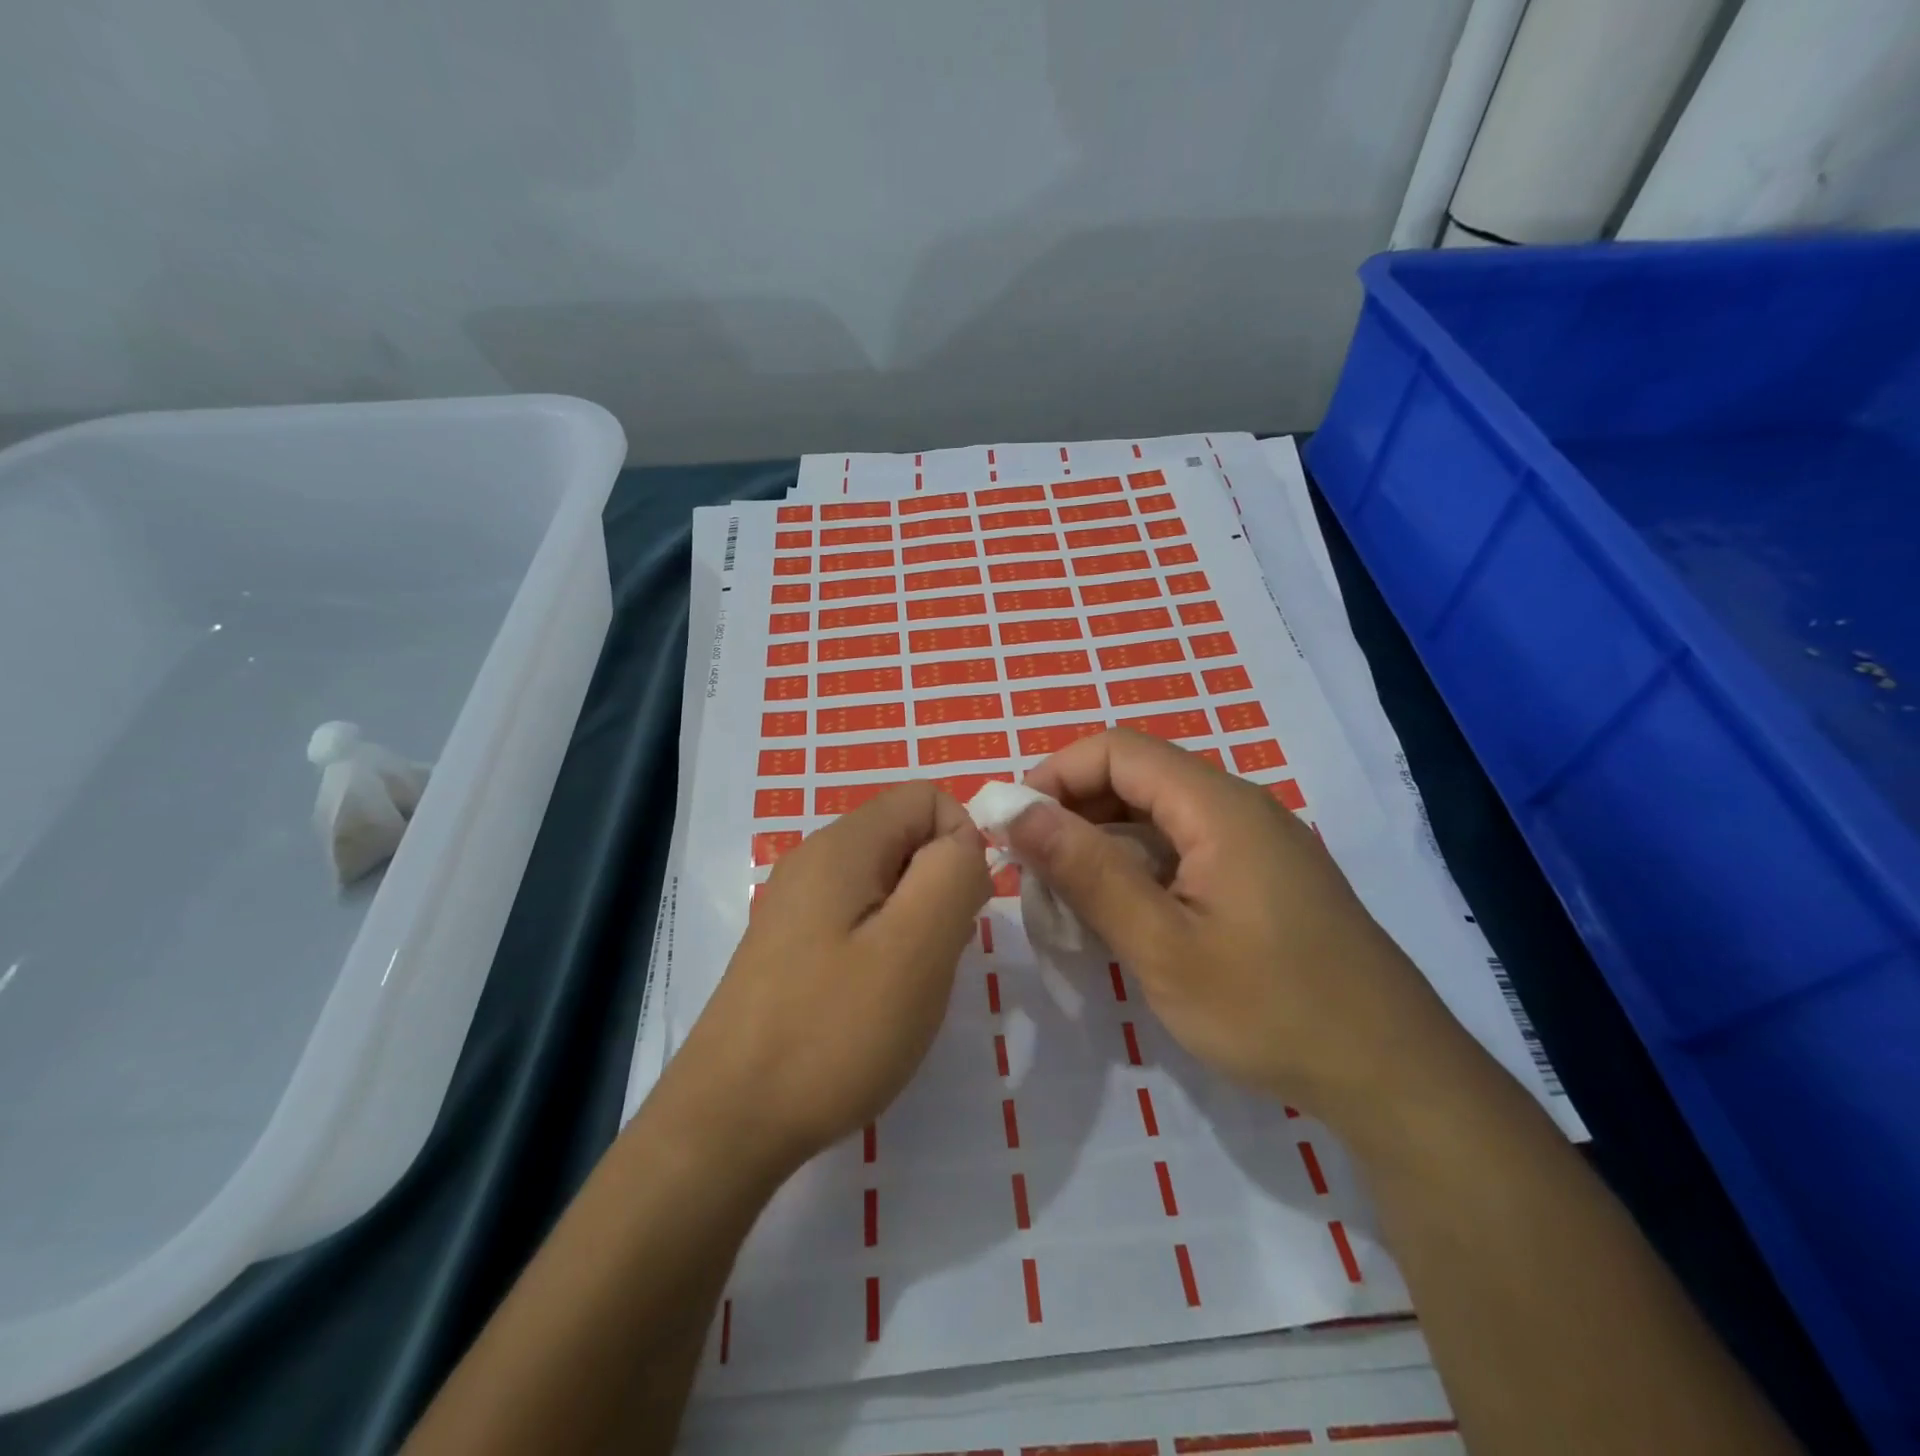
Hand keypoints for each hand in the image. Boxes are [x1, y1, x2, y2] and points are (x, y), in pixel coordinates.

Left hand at [662, 782, 991, 1180]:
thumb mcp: (916, 946)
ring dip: (915, 925)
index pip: (928, 797)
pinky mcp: (791, 946)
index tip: (959, 913)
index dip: (961, 843)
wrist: (729, 1122)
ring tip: (903, 987)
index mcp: (843, 844)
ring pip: (888, 884)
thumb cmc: (833, 1031)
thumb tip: (964, 844)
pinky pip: (860, 920)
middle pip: (907, 838)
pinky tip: (873, 1002)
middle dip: (939, 889)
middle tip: (931, 959)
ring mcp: (798, 904)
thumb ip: (952, 873)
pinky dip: (885, 949)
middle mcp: (815, 859)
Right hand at [1009, 730, 1468, 1134]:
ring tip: (1065, 900)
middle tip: (1032, 872)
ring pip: (1156, 815)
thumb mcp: (1163, 946)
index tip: (1014, 829)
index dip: (1055, 775)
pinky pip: (1182, 848)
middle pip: (1135, 776)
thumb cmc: (1272, 1010)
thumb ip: (1088, 872)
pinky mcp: (1260, 875)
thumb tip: (1018, 811)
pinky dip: (1137, 868)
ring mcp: (1253, 841)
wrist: (1394, 1075)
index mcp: (1217, 805)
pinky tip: (1119, 916)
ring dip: (1101, 844)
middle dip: (1073, 811)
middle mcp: (1237, 806)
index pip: (1116, 749)